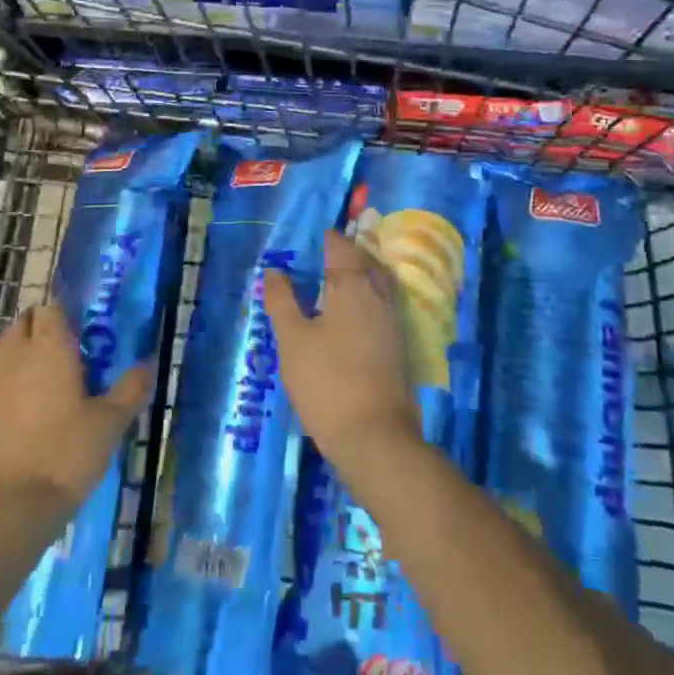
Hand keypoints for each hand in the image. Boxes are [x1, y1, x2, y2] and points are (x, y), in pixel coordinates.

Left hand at [0, 302, 153, 510]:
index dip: (65, 315)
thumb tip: (150, 361)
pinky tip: (21, 415)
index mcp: (49, 346)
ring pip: (1, 351)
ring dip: (18, 356)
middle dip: (41, 330)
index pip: (51, 307)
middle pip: (23, 323)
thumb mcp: (109, 424)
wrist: (3, 510)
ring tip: (42, 383)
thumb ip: (131, 388)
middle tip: (66, 356)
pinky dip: (3, 388)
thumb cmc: (64, 456)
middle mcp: (13, 354)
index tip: (83, 333)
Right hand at [263, 229, 421, 471]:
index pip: (341, 247)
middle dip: (346, 253)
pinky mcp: (399, 345)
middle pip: (365, 261)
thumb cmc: (327, 382)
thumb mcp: (293, 341)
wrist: (375, 437)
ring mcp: (393, 321)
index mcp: (352, 285)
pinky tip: (351, 315)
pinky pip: (383, 305)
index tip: (310, 238)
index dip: (326, 238)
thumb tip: (274, 271)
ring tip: (334, 281)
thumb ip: (283, 302)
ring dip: (359, 275)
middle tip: (322, 255)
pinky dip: (367, 298)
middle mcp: (378, 295)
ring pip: (377, 283)